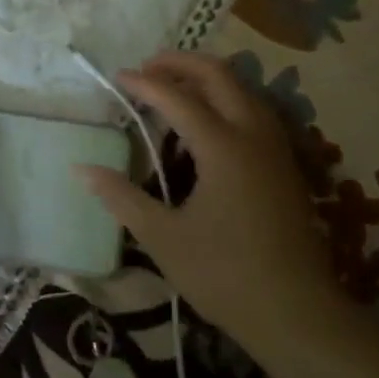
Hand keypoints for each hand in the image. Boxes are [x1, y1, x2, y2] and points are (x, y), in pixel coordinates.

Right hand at [77, 52, 356, 362]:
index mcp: (223, 148)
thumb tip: (82, 169)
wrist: (296, 313)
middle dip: (181, 63)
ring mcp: (275, 148)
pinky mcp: (285, 165)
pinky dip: (227, 98)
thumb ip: (121, 197)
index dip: (145, 84)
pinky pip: (254, 110)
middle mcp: (252, 135)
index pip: (178, 98)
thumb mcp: (162, 238)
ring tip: (174, 87)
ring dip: (207, 78)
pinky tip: (209, 121)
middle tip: (147, 67)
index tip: (117, 76)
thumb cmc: (224, 275)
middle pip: (219, 76)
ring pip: (243, 89)